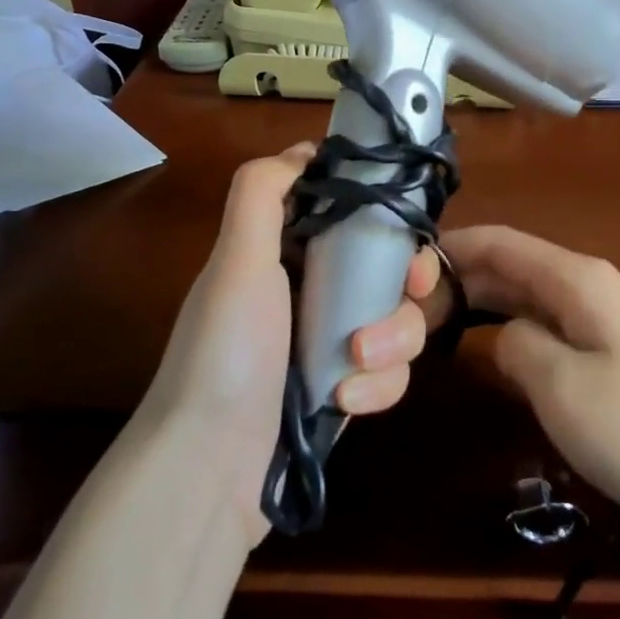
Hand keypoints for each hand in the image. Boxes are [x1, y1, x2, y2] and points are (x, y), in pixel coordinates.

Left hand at [138, 144, 439, 541]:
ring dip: (392, 340)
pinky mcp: (346, 389)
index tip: (406, 226)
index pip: (350, 215)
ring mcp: (331, 343)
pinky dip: (377, 386)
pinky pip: (390, 372)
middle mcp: (310, 291)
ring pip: (398, 320)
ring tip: (357, 363)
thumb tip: (305, 149)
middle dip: (405, 281)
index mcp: (283, 252)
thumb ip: (262, 192)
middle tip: (409, 289)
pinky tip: (346, 403)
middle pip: (388, 268)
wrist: (210, 469)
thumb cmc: (226, 352)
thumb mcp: (236, 260)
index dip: (384, 214)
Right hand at [436, 226, 619, 536]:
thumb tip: (502, 335)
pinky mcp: (600, 347)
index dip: (451, 247)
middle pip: (508, 263)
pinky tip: (478, 343)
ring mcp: (594, 315)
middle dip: (458, 277)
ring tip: (428, 322)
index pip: (500, 241)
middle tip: (406, 308)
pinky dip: (503, 323)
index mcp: (575, 278)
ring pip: (521, 292)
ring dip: (477, 301)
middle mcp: (583, 283)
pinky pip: (539, 319)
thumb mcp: (559, 386)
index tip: (402, 268)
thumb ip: (515, 344)